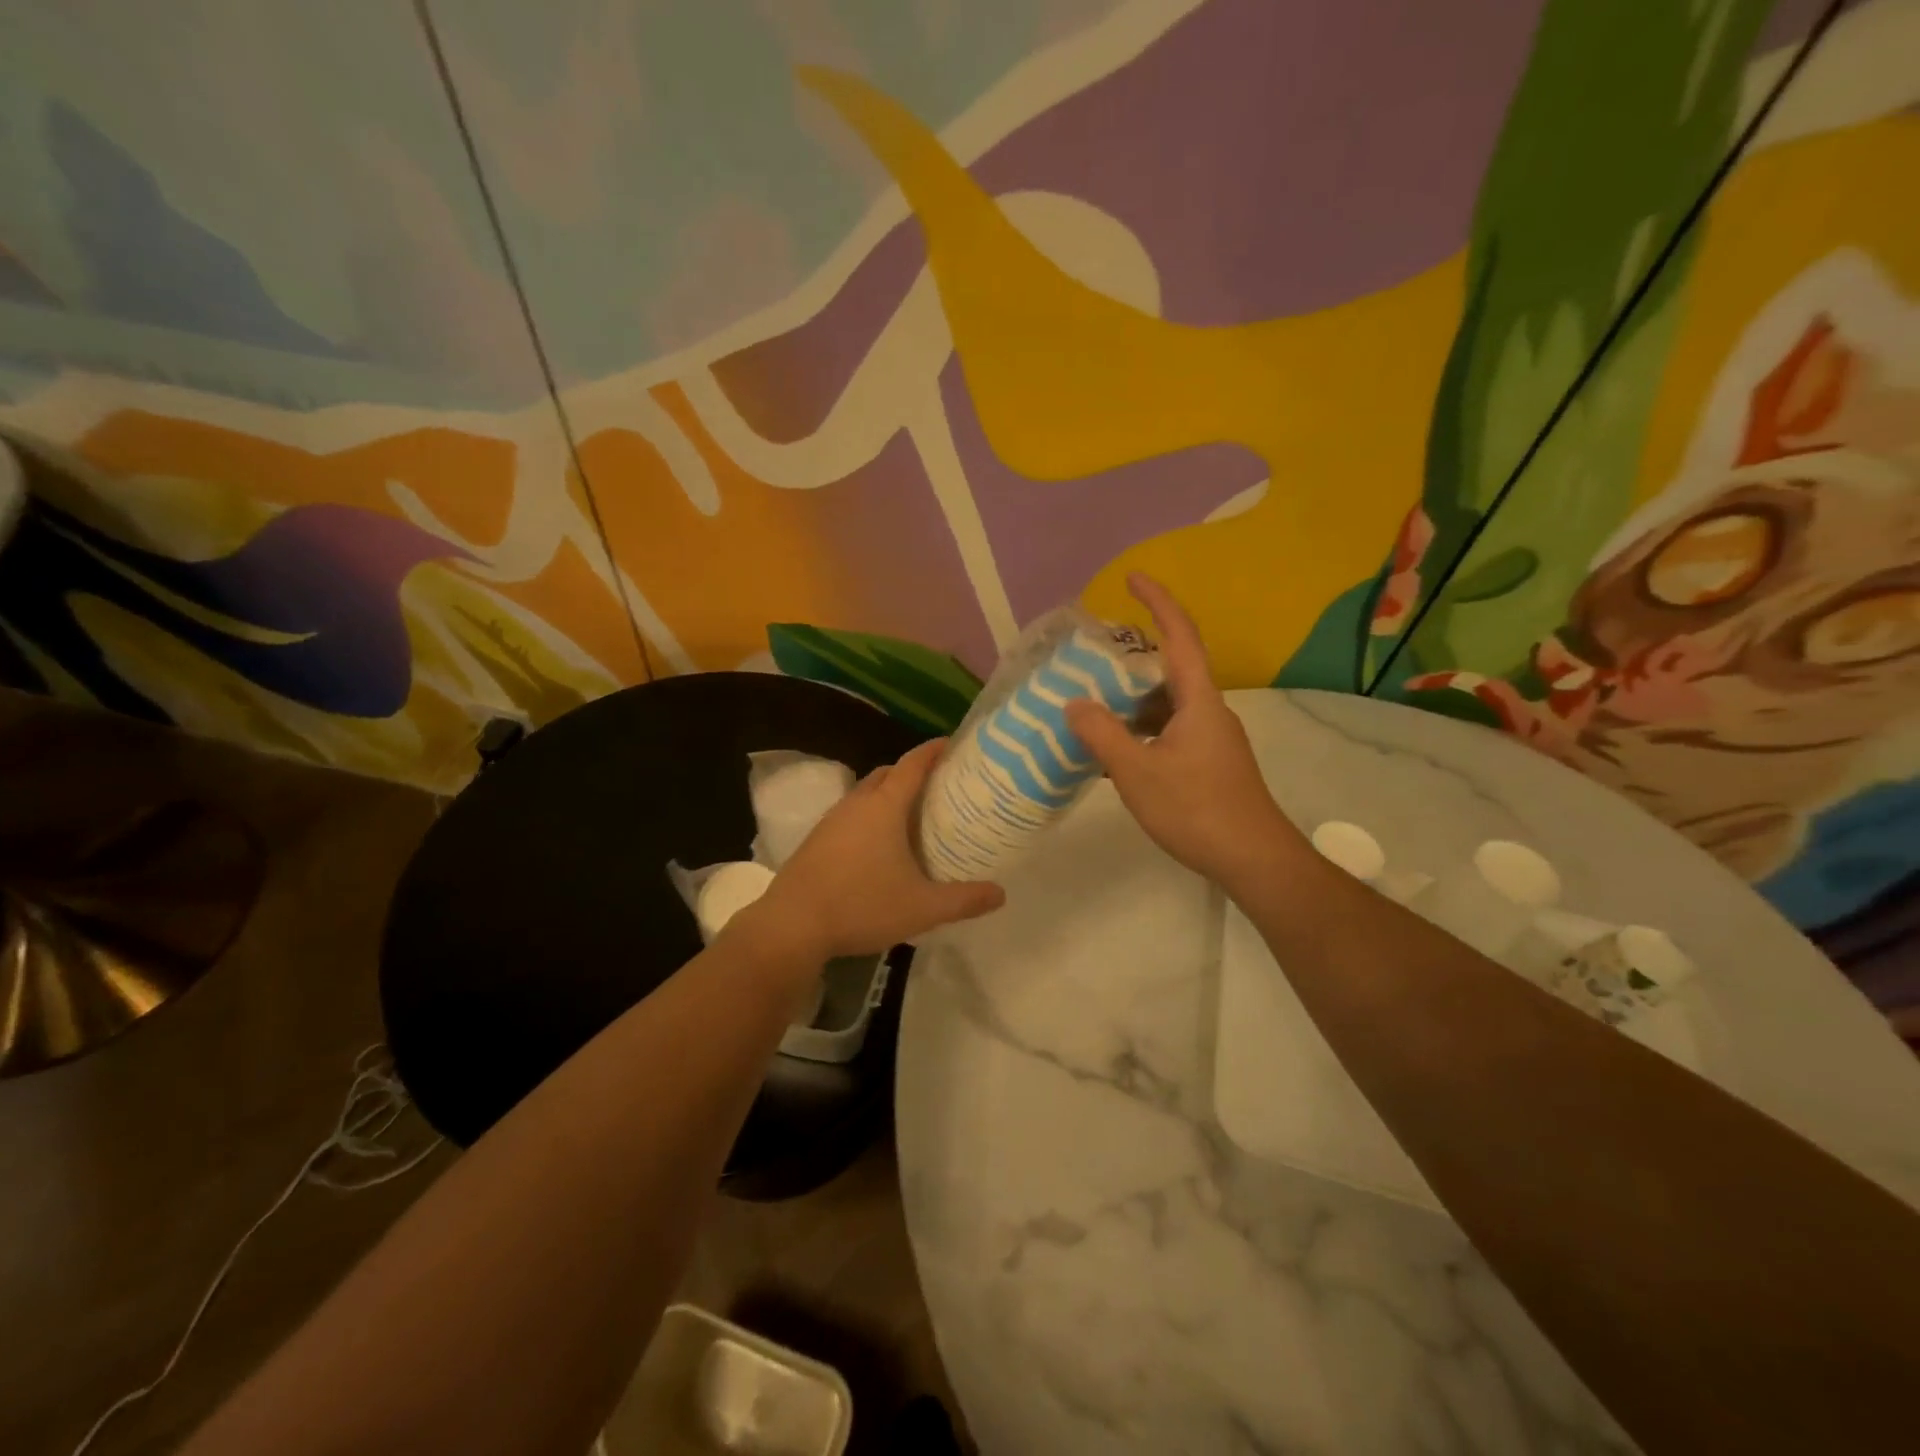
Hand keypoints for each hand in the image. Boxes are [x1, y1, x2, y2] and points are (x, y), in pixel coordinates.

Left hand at [742, 739, 1005, 959]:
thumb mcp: (922, 908)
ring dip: (887, 794)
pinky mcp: (816, 840)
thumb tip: (1001, 893)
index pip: (913, 764)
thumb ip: (964, 900)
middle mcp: (856, 803)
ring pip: (865, 794)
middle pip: (887, 774)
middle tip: (939, 786)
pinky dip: (869, 816)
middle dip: (912, 772)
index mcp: (884, 807)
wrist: (792, 926)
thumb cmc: (862, 906)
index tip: (952, 744)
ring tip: (912, 815)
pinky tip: (878, 846)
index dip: (933, 750)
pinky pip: (850, 814)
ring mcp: (831, 820)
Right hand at [1066, 574, 1305, 887]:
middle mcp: (1209, 711)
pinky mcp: (1210, 763)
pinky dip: (1141, 732)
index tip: (1131, 577)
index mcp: (1198, 700)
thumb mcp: (1137, 772)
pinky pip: (1169, 732)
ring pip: (1167, 706)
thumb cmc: (1196, 809)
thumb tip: (1074, 703)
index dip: (1157, 602)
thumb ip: (1102, 734)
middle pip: (1169, 670)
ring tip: (1092, 709)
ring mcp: (1212, 738)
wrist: (1253, 858)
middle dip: (1131, 662)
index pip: (1179, 636)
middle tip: (1091, 663)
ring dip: (1132, 703)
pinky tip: (1114, 754)